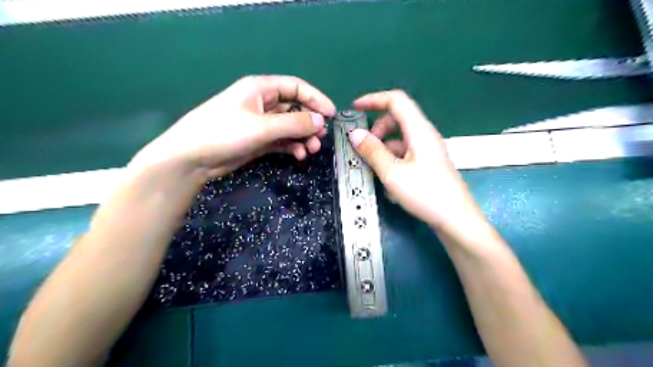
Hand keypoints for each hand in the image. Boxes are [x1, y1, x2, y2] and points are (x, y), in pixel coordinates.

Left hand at [130, 75, 338, 183]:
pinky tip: (299, 155)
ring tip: (312, 150)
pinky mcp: (258, 140)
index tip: (331, 114)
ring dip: (303, 137)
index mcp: (260, 88)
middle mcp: (262, 103)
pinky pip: (282, 140)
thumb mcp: (262, 126)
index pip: (296, 87)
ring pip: (290, 127)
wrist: (192, 159)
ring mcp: (260, 123)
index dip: (315, 99)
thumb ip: (294, 123)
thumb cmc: (224, 132)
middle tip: (321, 138)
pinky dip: (292, 147)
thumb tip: (322, 121)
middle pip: (295, 108)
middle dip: (310, 122)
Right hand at [346, 89, 482, 231]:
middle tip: (364, 146)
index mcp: (419, 130)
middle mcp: (424, 135)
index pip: (396, 100)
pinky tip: (387, 179)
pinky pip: (405, 152)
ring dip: (383, 146)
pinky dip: (392, 158)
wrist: (455, 219)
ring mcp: (427, 150)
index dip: (374, 99)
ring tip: (373, 166)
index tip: (355, 108)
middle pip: (397, 118)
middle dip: (377, 128)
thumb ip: (372, 151)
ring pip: (399, 137)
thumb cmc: (425, 194)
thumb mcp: (392, 173)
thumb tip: (355, 134)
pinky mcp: (427, 163)